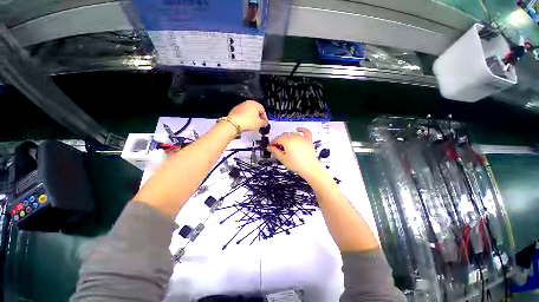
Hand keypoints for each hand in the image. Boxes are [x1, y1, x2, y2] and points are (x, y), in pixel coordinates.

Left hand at [227, 100, 267, 131]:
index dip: (264, 117)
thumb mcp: (259, 124)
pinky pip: (243, 113)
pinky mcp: (235, 110)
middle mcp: (248, 103)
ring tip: (251, 124)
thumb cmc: (248, 122)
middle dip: (258, 117)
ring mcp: (241, 105)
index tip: (264, 123)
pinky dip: (245, 117)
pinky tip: (245, 123)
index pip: (263, 110)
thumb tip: (265, 122)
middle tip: (258, 123)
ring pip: (249, 111)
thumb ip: (264, 122)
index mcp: (255, 104)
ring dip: (251, 117)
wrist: (234, 123)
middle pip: (256, 110)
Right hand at [267, 128, 321, 179]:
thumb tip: (269, 147)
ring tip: (284, 144)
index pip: (277, 139)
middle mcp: (294, 137)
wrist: (309, 169)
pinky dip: (301, 129)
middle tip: (276, 147)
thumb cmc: (296, 165)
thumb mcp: (282, 158)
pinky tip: (298, 129)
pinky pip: (305, 132)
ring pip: (292, 133)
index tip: (270, 146)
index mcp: (287, 141)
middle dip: (279, 140)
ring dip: (287, 137)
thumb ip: (275, 151)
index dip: (272, 143)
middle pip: (284, 135)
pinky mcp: (308, 140)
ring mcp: (302, 138)